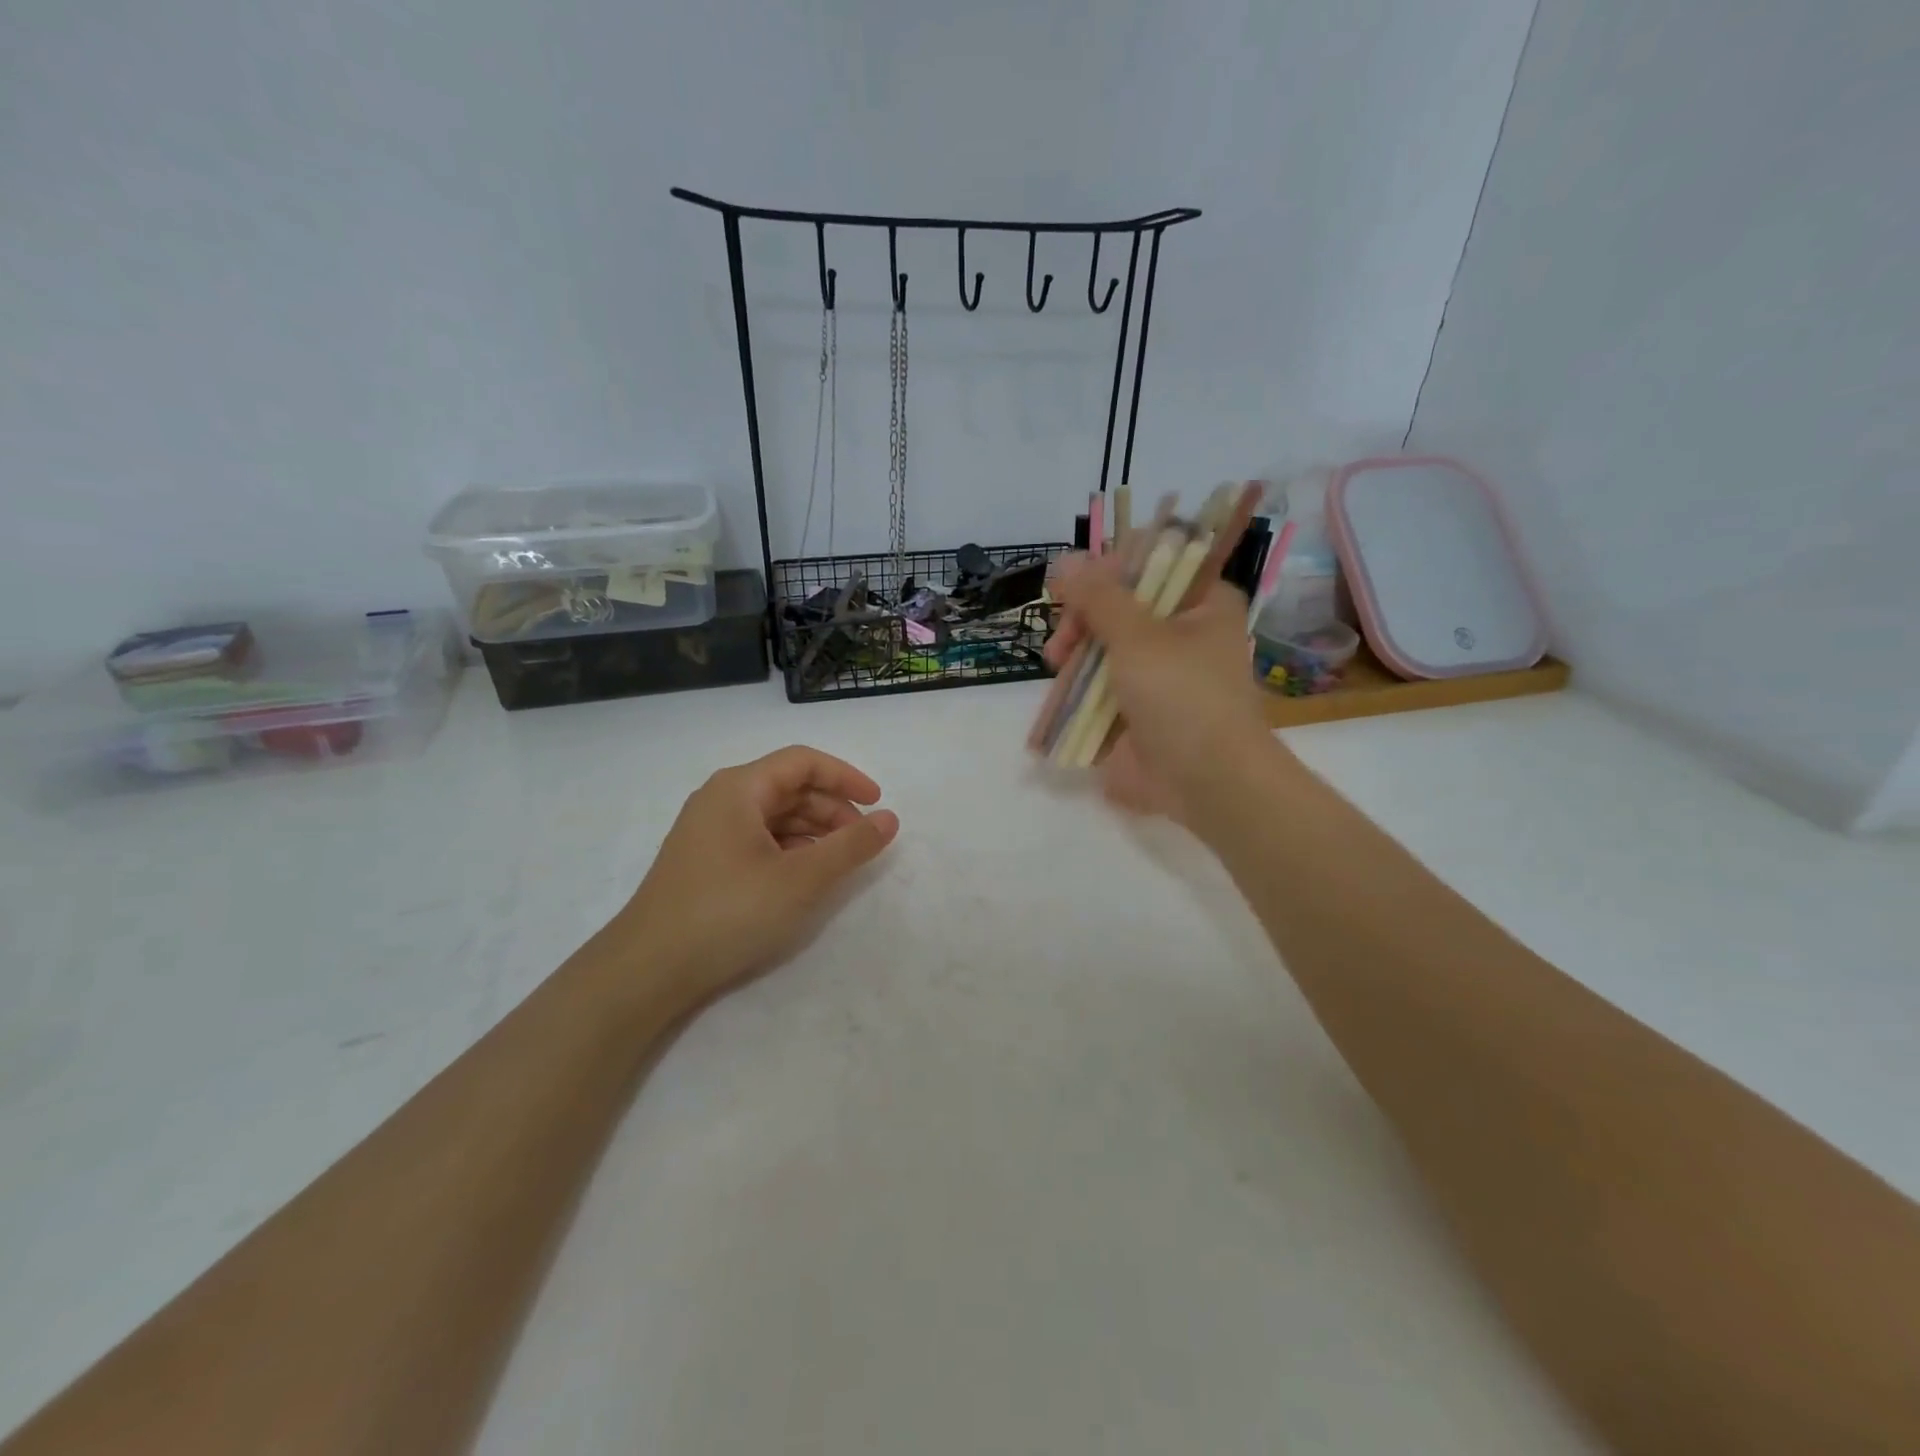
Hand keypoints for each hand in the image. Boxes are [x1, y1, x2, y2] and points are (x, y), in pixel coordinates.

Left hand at [603, 746, 898, 1010]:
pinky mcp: (704, 861)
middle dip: (832, 809)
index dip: (846, 777)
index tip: (878, 804)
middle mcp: (720, 799)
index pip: (803, 762)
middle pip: (788, 787)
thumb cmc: (729, 912)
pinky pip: (757, 839)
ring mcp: (708, 831)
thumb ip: (850, 846)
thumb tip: (889, 819)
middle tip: (862, 841)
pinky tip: (803, 877)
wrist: (648, 969)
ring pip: (773, 816)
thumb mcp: (801, 879)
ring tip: (838, 862)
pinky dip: (789, 850)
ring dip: (812, 832)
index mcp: (739, 788)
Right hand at [1046, 554, 1280, 825]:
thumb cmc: (1182, 696)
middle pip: (1121, 606)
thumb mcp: (1136, 636)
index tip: (1077, 589)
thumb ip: (1096, 597)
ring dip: (1077, 652)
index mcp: (1202, 603)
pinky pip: (1102, 685)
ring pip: (1106, 646)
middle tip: (1064, 637)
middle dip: (1084, 618)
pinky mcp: (1139, 709)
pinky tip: (1059, 688)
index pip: (1152, 563)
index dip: (1109, 570)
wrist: (1207, 781)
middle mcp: (1183, 633)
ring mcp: (1160, 674)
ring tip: (1056, 664)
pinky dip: (1079, 685)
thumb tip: (1063, 559)